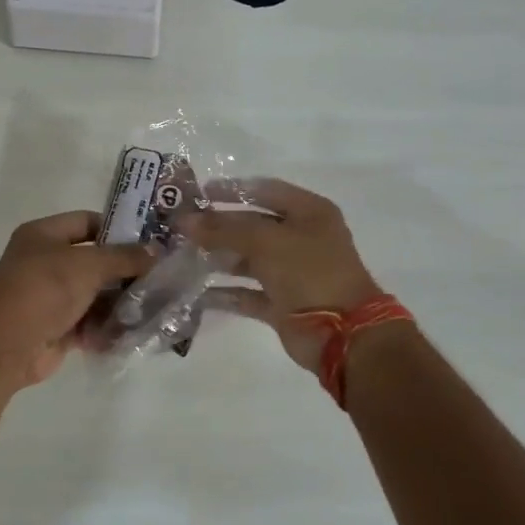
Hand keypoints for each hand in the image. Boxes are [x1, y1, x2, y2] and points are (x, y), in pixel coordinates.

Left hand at [0, 211, 153, 388]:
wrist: (5, 346)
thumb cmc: (43, 290)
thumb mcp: (87, 265)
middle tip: (162, 275)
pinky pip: (91, 323)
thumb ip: (123, 257)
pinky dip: (110, 327)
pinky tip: (136, 330)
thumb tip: (156, 251)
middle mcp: (46, 262)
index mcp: (44, 235)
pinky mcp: (58, 328)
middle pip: (95, 261)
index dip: (118, 228)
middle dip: (126, 270)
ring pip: (96, 294)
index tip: (151, 240)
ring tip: (155, 305)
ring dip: (121, 301)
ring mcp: (52, 297)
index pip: (87, 221)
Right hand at [183, 179, 381, 373]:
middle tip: (182, 229)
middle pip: (253, 226)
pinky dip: (226, 293)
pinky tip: (197, 292)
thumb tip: (185, 221)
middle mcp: (301, 239)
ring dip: (218, 258)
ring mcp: (292, 273)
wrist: (342, 334)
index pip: (264, 191)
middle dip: (218, 227)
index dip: (231, 190)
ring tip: (184, 257)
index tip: (198, 194)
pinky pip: (248, 293)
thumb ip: (224, 229)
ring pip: (248, 260)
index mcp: (309, 212)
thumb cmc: (309, 272)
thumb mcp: (266, 242)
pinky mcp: (282, 303)